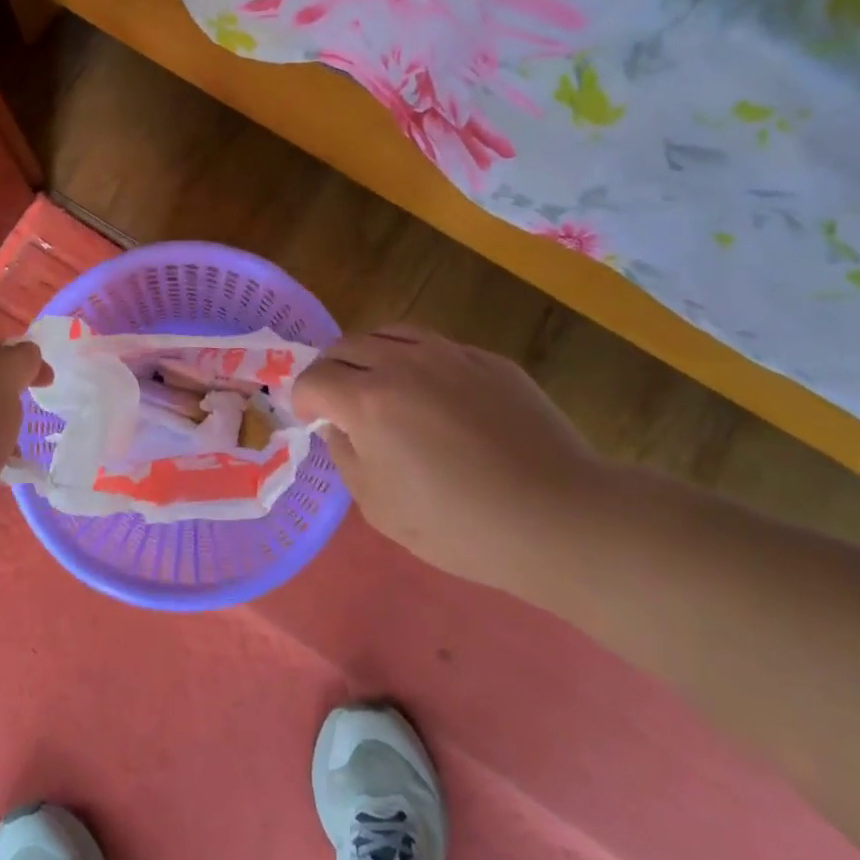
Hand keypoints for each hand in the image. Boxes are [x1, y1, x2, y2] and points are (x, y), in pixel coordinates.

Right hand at [293, 326, 605, 584]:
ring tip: (378, 384)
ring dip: (370, 355)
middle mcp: (403, 364)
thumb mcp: (379, 508)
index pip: (314, 379)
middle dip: (330, 371)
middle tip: (337, 400)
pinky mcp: (488, 360)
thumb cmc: (458, 526)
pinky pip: (436, 346)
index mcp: (368, 401)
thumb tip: (339, 428)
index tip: (310, 420)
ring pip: (391, 333)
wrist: (557, 516)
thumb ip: (347, 457)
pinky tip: (432, 394)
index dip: (302, 399)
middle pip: (346, 345)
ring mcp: (450, 356)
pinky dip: (416, 361)